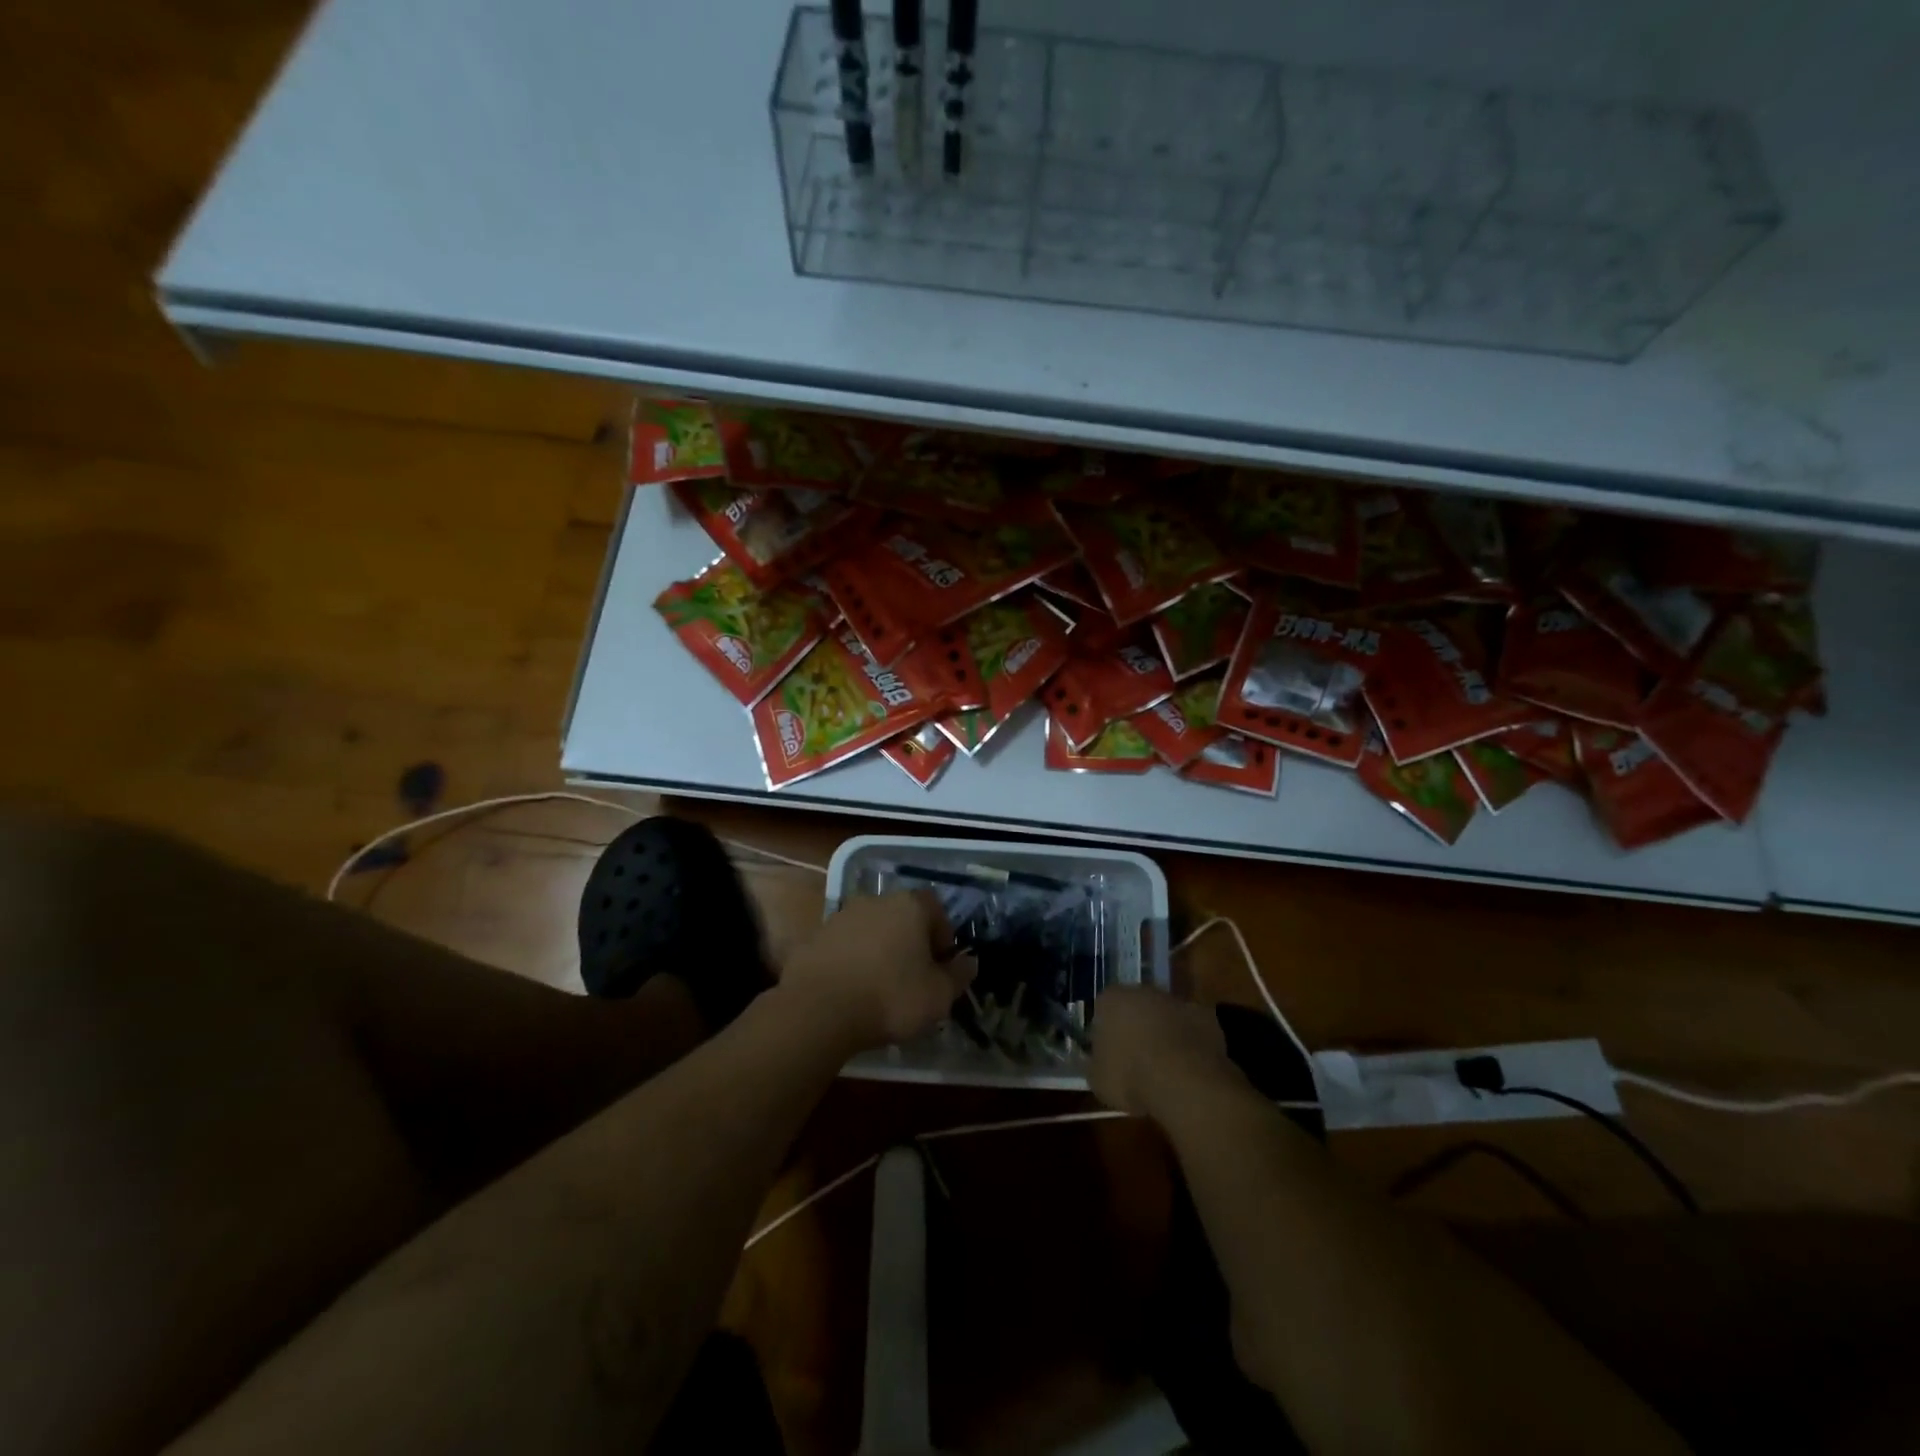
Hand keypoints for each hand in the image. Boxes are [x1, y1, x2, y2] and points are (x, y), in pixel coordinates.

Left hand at [780, 891, 975, 1053]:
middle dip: (910, 942)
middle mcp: (875, 901)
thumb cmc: (890, 997)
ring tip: (880, 987)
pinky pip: (844, 946)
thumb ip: (958, 976)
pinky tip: (851, 991)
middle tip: (913, 977)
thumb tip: (970, 962)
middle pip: (902, 917)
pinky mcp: (815, 937)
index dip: (942, 935)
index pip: (935, 908)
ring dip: (878, 951)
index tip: (941, 965)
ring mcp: (841, 916)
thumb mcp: (938, 995)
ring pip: (871, 930)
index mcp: (910, 906)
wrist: (818, 1009)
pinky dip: (851, 962)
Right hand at [1089, 984, 1238, 1119]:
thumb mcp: (1098, 1079)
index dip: (1106, 1033)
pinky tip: (1190, 1069)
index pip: (1103, 1009)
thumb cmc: (1131, 1076)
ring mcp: (1176, 1001)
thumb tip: (1099, 1062)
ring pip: (1166, 1016)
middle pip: (1136, 1007)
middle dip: (1137, 1028)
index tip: (1110, 1055)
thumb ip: (1096, 1064)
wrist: (1183, 1081)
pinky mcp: (1205, 1016)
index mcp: (1111, 999)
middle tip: (1138, 1060)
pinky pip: (1192, 1029)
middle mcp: (1143, 991)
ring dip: (1165, 1034)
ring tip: (1166, 1068)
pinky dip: (1190, 1043)